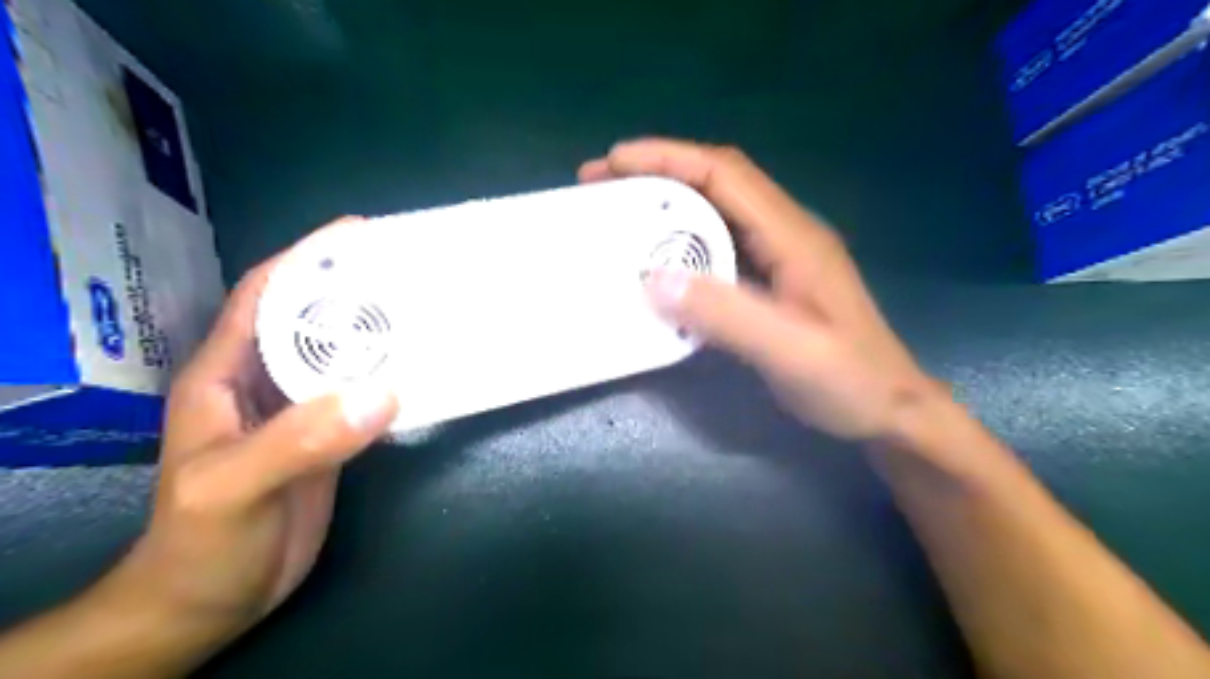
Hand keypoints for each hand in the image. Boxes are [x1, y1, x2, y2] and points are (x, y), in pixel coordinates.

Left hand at [114, 221, 399, 632]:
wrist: (211, 600)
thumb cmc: (202, 542)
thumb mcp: (235, 487)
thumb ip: (300, 439)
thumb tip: (381, 393)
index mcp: (228, 373)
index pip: (266, 296)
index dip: (308, 258)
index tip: (359, 234)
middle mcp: (265, 381)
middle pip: (313, 319)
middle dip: (355, 289)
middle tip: (410, 271)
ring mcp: (300, 409)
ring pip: (342, 355)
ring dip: (379, 331)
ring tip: (426, 310)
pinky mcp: (329, 436)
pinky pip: (363, 393)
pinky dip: (391, 375)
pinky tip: (422, 368)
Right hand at [580, 141, 938, 442]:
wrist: (890, 410)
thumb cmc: (850, 381)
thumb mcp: (790, 351)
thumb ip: (727, 315)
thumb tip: (653, 279)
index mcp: (792, 236)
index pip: (725, 173)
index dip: (668, 158)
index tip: (613, 161)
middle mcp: (784, 233)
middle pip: (715, 183)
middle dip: (656, 175)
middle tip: (600, 185)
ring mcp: (778, 257)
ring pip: (714, 213)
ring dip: (665, 208)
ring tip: (618, 216)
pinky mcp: (769, 282)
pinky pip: (716, 249)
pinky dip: (680, 244)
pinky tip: (655, 261)